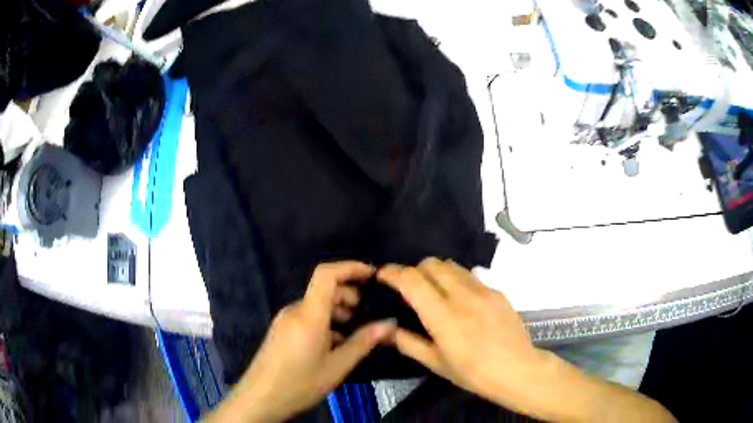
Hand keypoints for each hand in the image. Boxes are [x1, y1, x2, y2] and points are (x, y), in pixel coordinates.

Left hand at [206, 261, 395, 422]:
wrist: (260, 398)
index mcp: (309, 314)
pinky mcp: (281, 330)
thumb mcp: (336, 366)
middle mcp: (295, 310)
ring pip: (316, 305)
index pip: (326, 274)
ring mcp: (285, 320)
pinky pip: (307, 317)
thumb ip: (363, 342)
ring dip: (338, 311)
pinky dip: (325, 322)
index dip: (350, 267)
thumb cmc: (299, 383)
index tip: (372, 275)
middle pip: (324, 289)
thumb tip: (389, 323)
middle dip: (349, 295)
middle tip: (367, 315)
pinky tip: (335, 343)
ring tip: (354, 332)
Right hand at [377, 258, 543, 407]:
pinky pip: (470, 275)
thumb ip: (408, 343)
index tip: (382, 275)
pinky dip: (456, 279)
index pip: (412, 280)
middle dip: (414, 269)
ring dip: (436, 272)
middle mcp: (462, 296)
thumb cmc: (474, 373)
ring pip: (452, 265)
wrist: (518, 370)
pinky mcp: (497, 292)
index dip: (393, 272)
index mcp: (443, 316)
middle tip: (409, 287)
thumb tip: (385, 329)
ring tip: (434, 290)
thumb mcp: (436, 364)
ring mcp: (483, 291)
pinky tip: (460, 300)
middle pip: (432, 264)